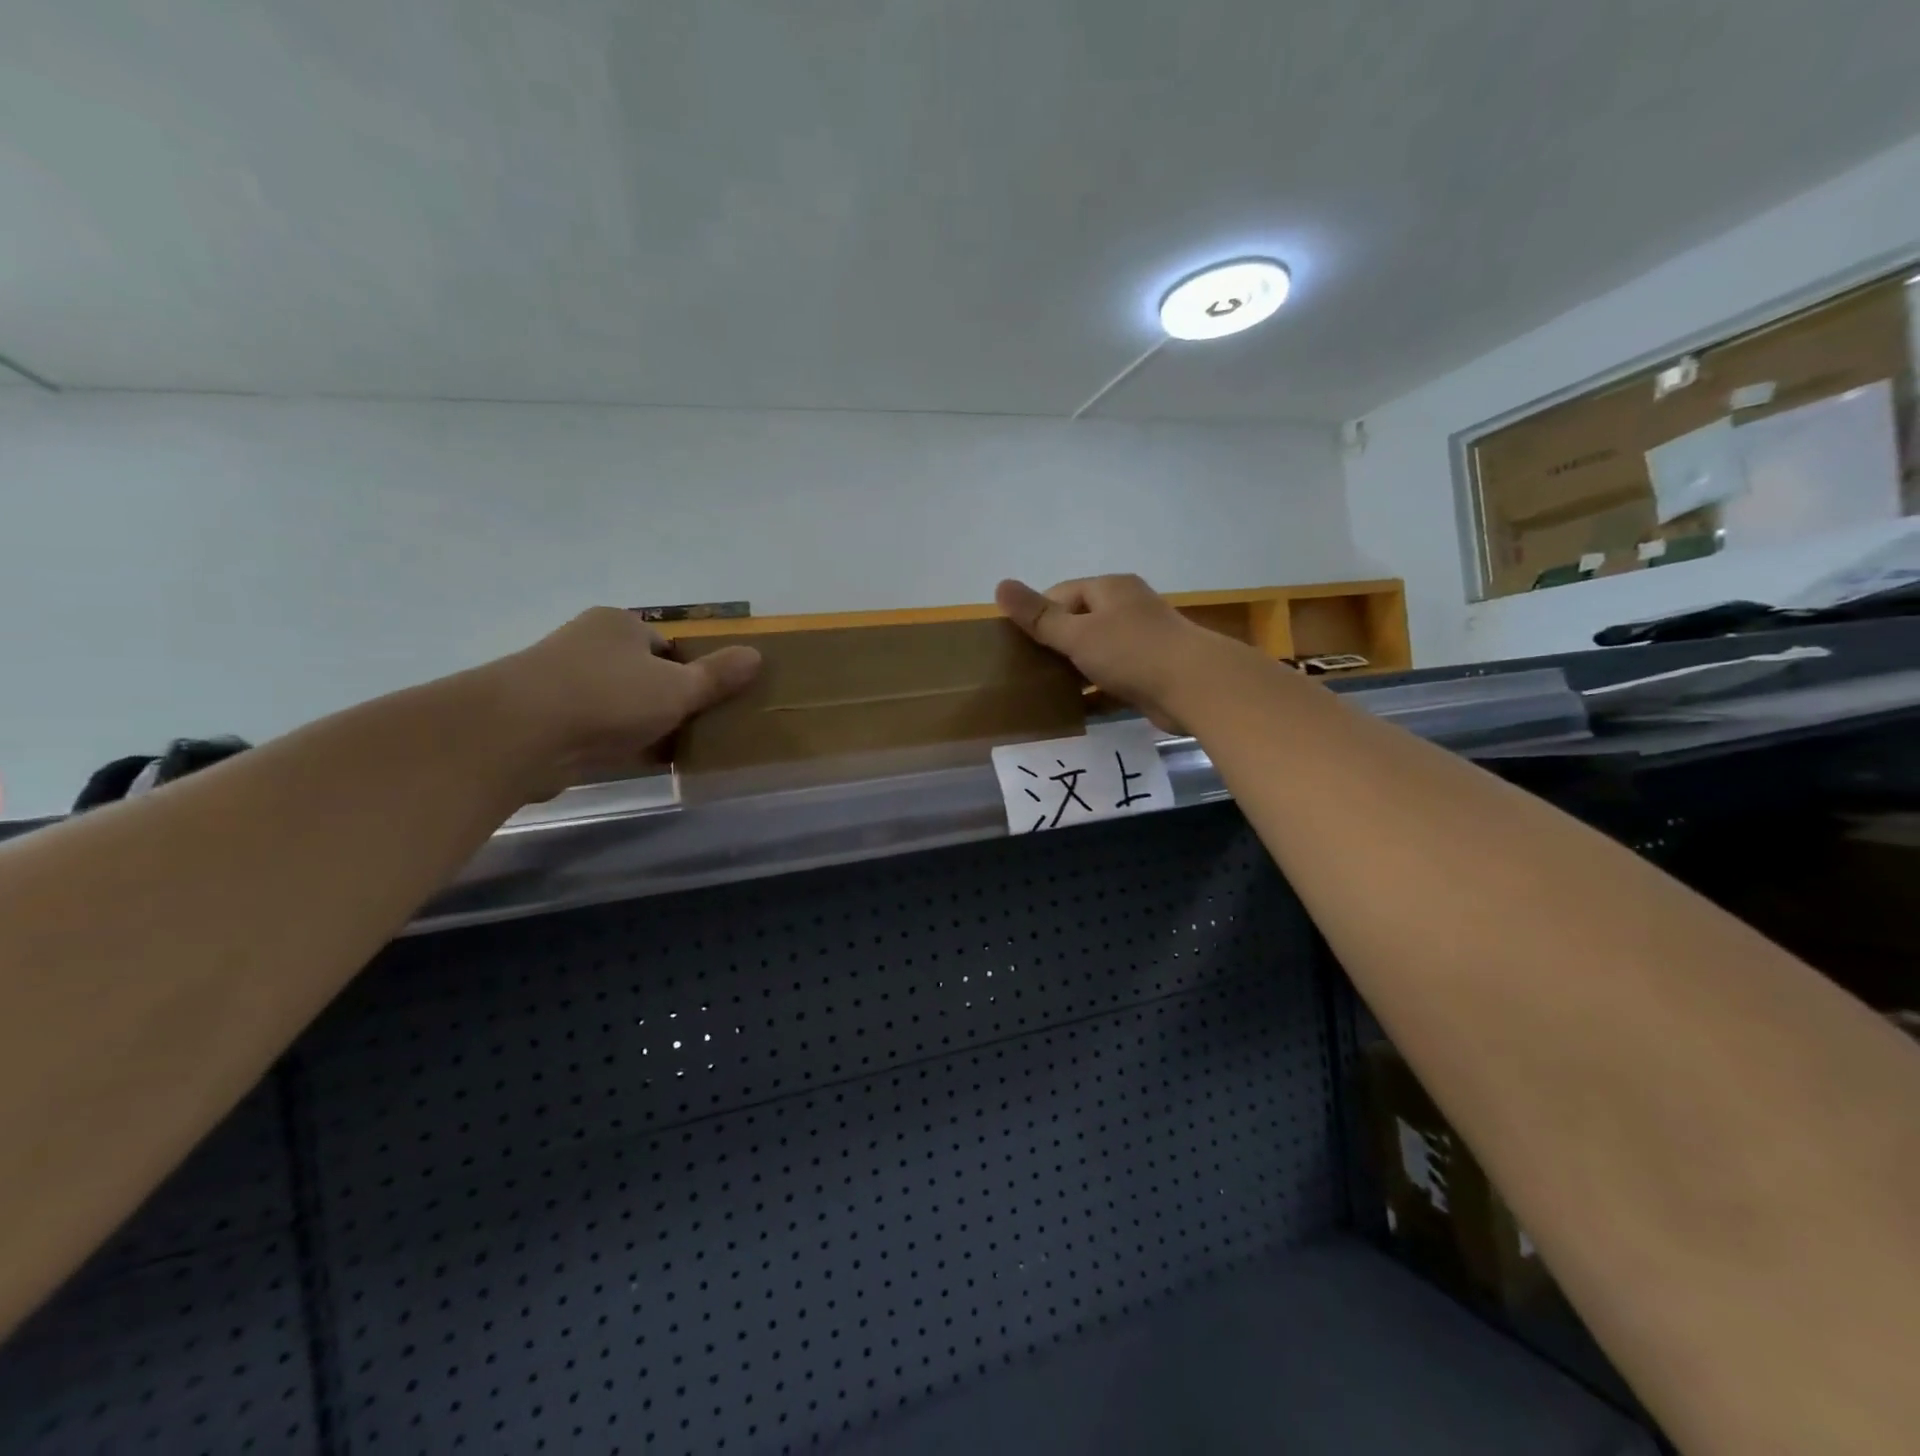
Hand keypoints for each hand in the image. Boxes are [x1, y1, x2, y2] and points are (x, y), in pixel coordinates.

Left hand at [489, 607, 760, 793]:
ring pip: (616, 701)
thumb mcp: (678, 688)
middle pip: (642, 673)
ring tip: (664, 749)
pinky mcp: (542, 716)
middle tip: (689, 729)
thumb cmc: (609, 698)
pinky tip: (628, 762)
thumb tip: (756, 655)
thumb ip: (717, 676)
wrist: (518, 734)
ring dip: (638, 723)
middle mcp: (587, 642)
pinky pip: (592, 727)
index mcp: (619, 624)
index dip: (689, 673)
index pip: (667, 646)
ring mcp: (560, 679)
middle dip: (664, 700)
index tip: (703, 704)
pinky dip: (611, 741)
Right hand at [995, 574, 1246, 730]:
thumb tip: (999, 585)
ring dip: (1073, 670)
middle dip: (1054, 645)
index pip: (1062, 594)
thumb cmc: (1132, 651)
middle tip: (1026, 669)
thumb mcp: (1077, 633)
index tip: (1016, 643)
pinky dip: (1094, 691)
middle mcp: (1127, 610)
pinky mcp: (1149, 673)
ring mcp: (1141, 642)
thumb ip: (1039, 616)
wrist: (1195, 688)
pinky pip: (1112, 679)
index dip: (1038, 615)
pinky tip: (1073, 709)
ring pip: (1096, 653)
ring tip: (1043, 690)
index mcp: (1110, 590)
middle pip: (1079, 623)